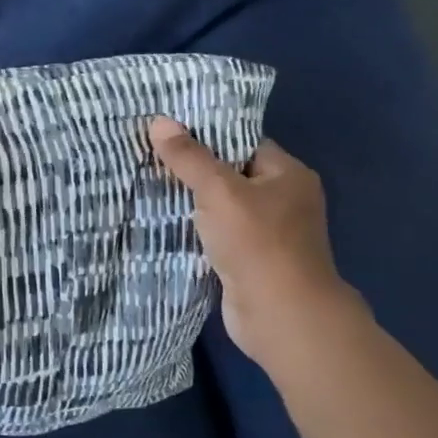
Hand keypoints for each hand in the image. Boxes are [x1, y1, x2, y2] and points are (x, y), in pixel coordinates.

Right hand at [147, 119, 361, 364]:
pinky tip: (163, 221)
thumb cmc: (257, 243)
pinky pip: (218, 234)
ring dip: (192, 202)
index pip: (243, 142)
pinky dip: (195, 229)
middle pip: (230, 173)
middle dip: (193, 169)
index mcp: (288, 174)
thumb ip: (188, 157)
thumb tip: (158, 121)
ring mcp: (269, 233)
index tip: (167, 131)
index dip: (206, 135)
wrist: (281, 316)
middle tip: (149, 155)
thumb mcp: (218, 191)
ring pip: (222, 206)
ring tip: (148, 184)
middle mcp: (284, 200)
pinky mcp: (251, 260)